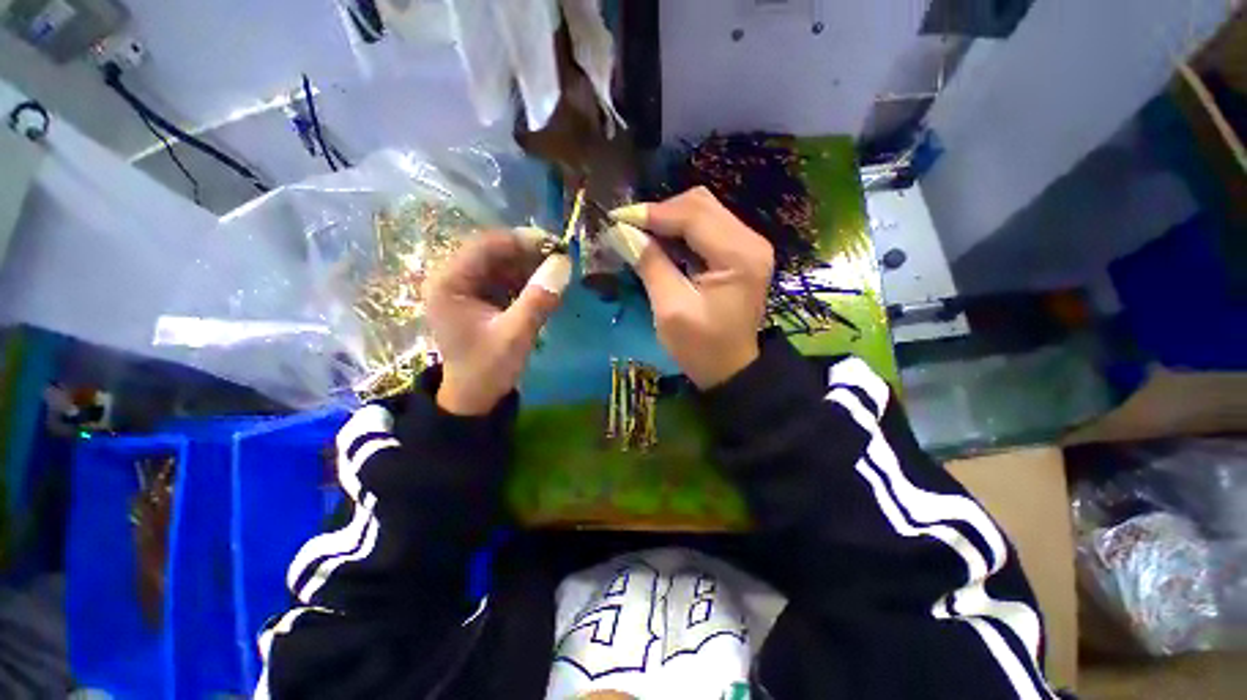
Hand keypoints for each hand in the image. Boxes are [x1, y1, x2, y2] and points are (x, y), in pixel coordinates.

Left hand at [424, 231, 570, 414]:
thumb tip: (565, 264)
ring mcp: (467, 288)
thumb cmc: (487, 369)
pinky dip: (527, 280)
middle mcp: (453, 278)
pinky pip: (506, 279)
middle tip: (562, 259)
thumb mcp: (515, 335)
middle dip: (529, 254)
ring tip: (559, 272)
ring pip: (503, 264)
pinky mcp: (480, 298)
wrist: (474, 398)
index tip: (556, 245)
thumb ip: (539, 299)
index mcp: (449, 283)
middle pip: (494, 252)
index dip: (521, 241)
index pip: (485, 245)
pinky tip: (546, 285)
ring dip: (531, 266)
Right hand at [609, 187, 773, 388]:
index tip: (617, 219)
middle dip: (660, 213)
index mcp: (739, 256)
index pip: (693, 215)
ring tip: (640, 235)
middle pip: (700, 204)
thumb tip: (621, 232)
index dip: (652, 213)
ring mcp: (749, 244)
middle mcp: (751, 241)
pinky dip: (680, 231)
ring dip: (669, 220)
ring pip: (703, 211)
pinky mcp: (741, 252)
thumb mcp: (671, 309)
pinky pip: (707, 227)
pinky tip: (661, 243)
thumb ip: (650, 265)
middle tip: (628, 229)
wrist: (730, 369)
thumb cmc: (701, 347)